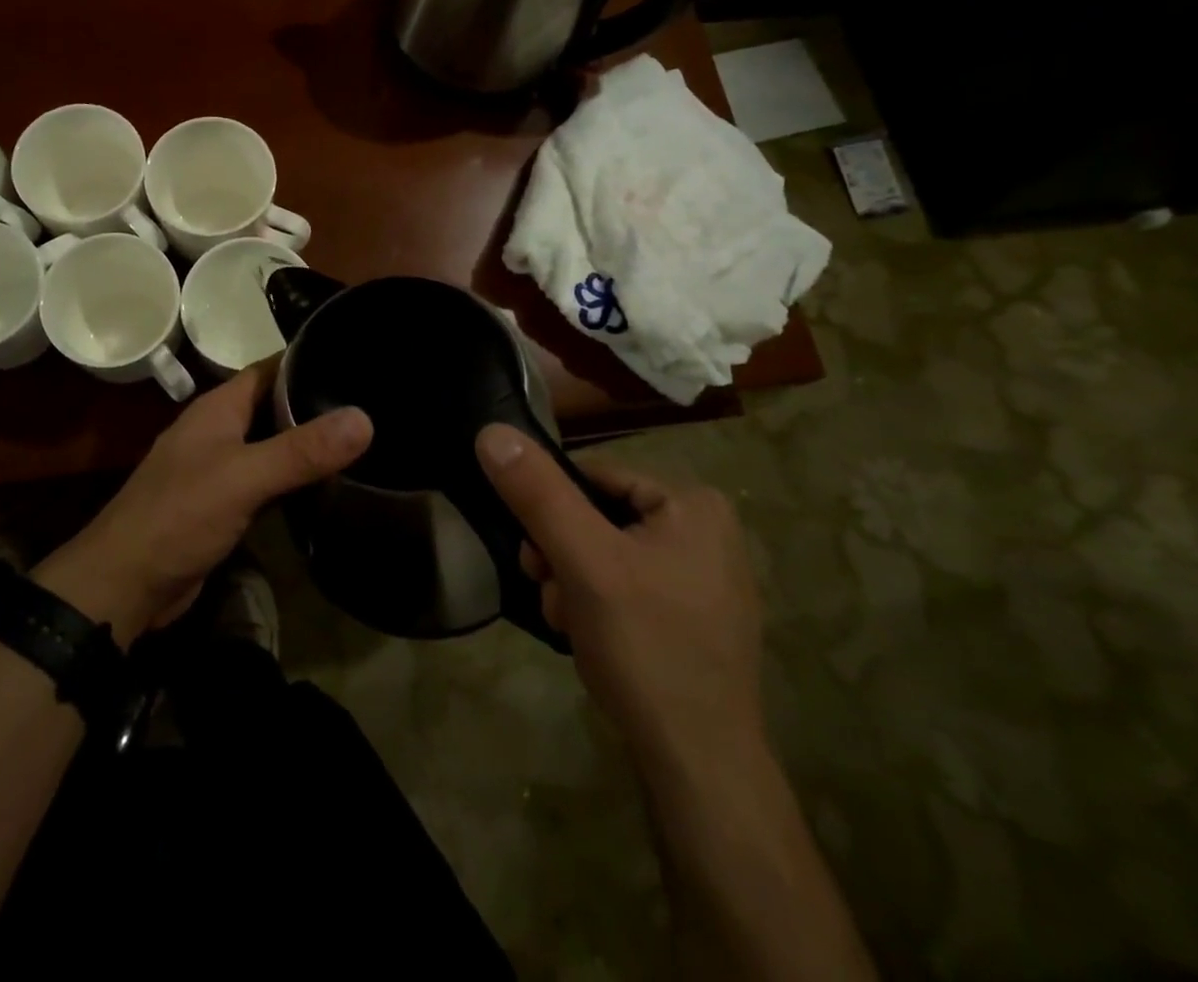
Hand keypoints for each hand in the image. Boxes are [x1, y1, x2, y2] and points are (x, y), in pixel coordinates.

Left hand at [35, 364, 371, 644]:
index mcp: (218, 408)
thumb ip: (302, 450)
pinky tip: (327, 486)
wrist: (124, 584)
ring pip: (271, 446)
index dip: (307, 360)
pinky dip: (293, 481)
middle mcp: (218, 431)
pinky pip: (265, 482)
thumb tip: (365, 418)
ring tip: (361, 441)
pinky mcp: (223, 506)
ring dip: (306, 445)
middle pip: (273, 406)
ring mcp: (219, 469)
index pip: (269, 369)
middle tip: (370, 403)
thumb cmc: (180, 515)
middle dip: (314, 404)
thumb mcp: (244, 477)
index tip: (353, 358)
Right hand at [475, 425, 764, 774]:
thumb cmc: (646, 647)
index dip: (551, 511)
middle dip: (561, 554)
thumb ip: (538, 493)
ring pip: (605, 552)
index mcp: (693, 503)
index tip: (532, 555)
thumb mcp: (583, 561)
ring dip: (571, 581)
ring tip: (568, 622)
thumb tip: (491, 432)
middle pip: (598, 516)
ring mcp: (702, 576)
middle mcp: (706, 530)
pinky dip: (596, 603)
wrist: (699, 765)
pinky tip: (590, 637)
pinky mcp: (692, 616)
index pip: (593, 477)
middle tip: (550, 593)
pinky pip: (625, 584)